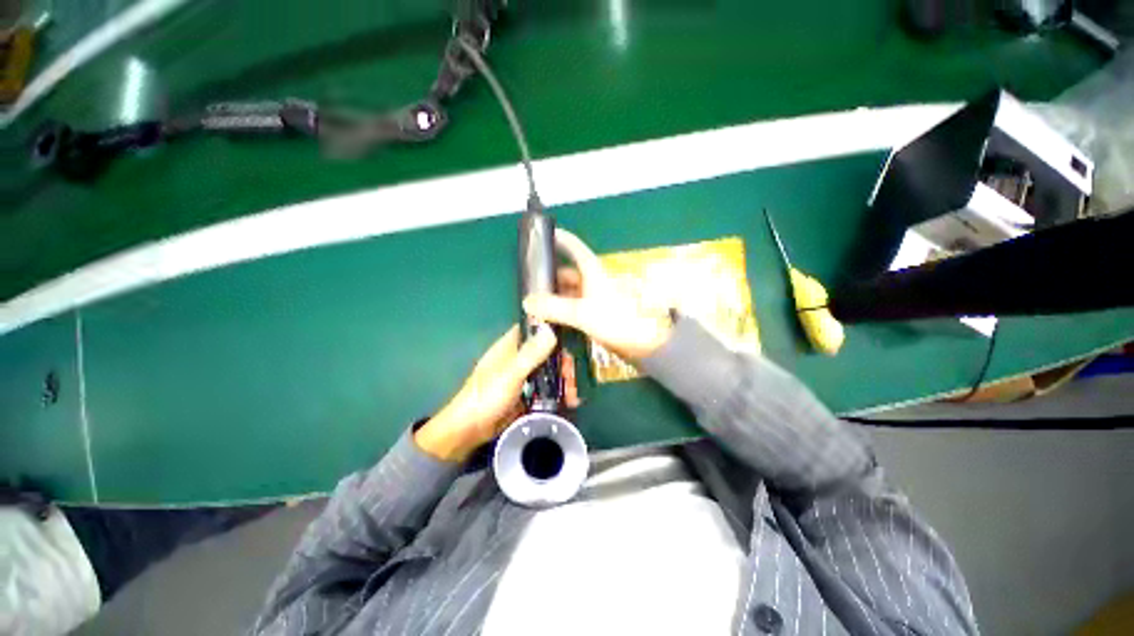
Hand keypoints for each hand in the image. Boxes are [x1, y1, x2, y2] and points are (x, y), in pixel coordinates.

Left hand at [415, 325, 578, 461]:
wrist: (471, 431)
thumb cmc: (486, 397)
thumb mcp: (510, 374)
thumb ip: (531, 354)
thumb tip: (551, 330)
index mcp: (510, 345)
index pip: (534, 328)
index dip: (553, 331)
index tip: (570, 340)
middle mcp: (518, 357)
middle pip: (547, 351)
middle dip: (562, 362)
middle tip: (572, 376)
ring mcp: (524, 375)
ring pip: (549, 370)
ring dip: (563, 379)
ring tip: (573, 394)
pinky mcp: (527, 392)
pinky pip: (547, 387)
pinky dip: (558, 392)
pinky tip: (569, 401)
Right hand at [523, 229, 673, 361]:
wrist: (645, 342)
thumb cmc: (616, 319)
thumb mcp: (582, 312)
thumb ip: (554, 307)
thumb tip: (527, 302)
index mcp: (591, 271)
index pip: (573, 247)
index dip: (558, 239)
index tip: (539, 237)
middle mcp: (592, 281)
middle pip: (566, 273)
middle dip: (548, 278)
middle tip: (527, 286)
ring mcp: (593, 298)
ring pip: (568, 292)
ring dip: (552, 297)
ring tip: (532, 304)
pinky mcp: (595, 314)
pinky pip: (572, 307)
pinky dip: (560, 311)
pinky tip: (547, 318)